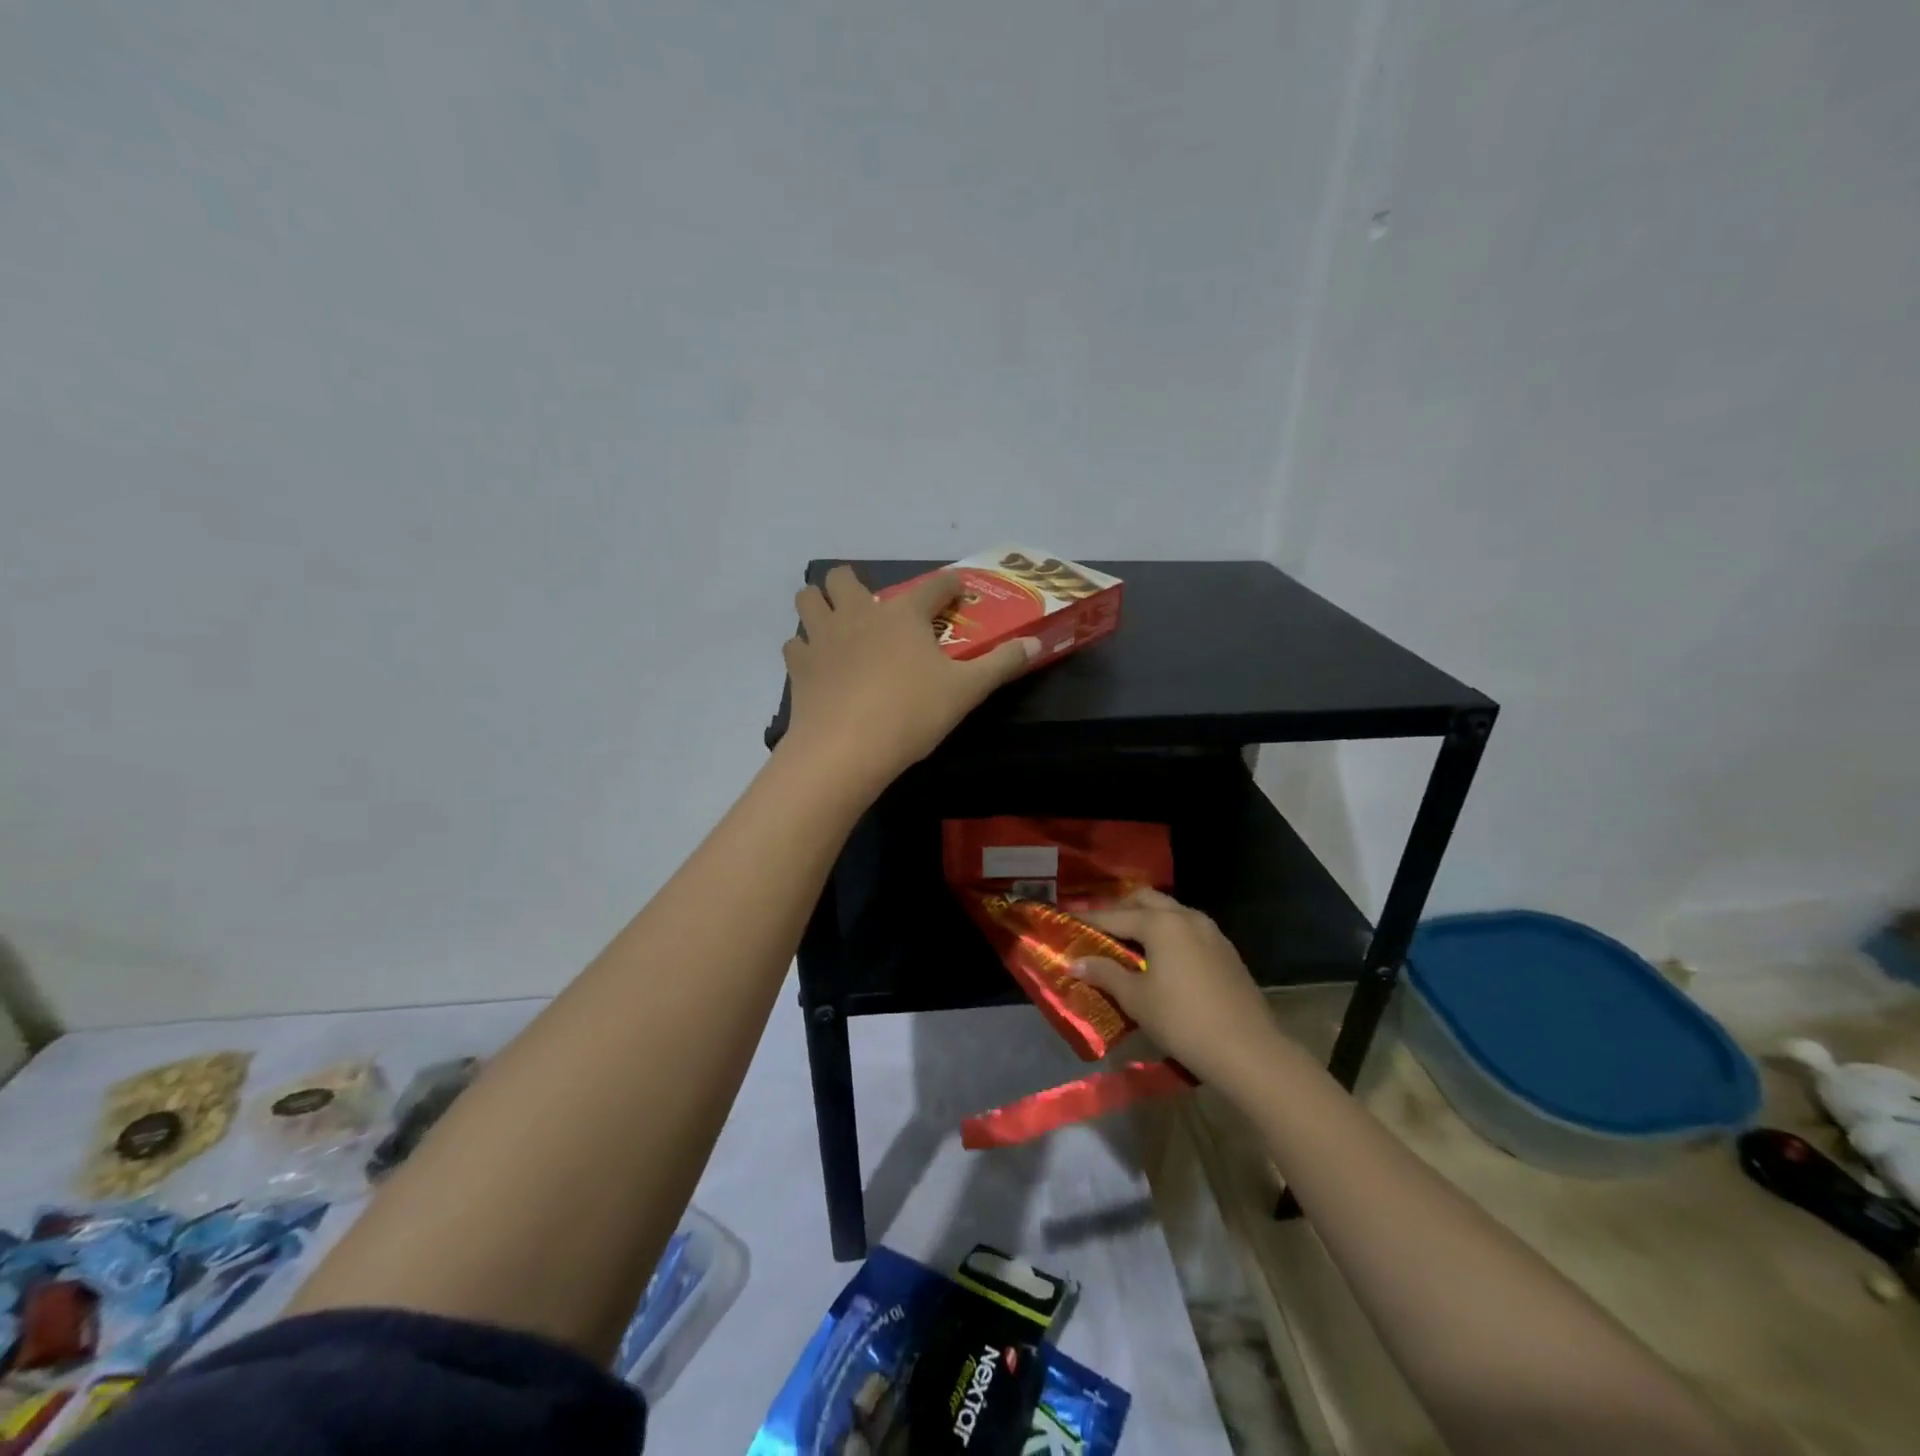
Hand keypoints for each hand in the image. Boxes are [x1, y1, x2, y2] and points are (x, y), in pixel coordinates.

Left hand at [780, 565, 1037, 787]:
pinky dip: (806, 649)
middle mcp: (858, 613)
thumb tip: (1035, 643)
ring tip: (837, 628)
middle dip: (855, 585)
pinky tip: (820, 666)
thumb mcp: (966, 690)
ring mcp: (822, 636)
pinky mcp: (799, 666)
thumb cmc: (911, 714)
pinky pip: (796, 644)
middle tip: (873, 612)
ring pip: (808, 599)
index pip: (933, 586)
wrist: (846, 749)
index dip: (949, 585)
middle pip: (843, 577)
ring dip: (820, 606)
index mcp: (902, 614)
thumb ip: (1002, 664)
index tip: (957, 591)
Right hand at [1073, 888, 1284, 1091]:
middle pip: (1146, 900)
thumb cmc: (1183, 1021)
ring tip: (1128, 943)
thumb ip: (1105, 974)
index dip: (1089, 920)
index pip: (1115, 916)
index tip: (1068, 921)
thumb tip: (1075, 962)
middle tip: (1100, 930)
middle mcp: (1186, 917)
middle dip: (1121, 910)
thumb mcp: (1136, 999)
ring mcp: (1211, 932)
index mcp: (1161, 923)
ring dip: (1148, 920)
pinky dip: (1169, 934)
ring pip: (1171, 912)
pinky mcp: (1226, 951)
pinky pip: (1189, 930)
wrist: (1249, 1051)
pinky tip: (1162, 958)